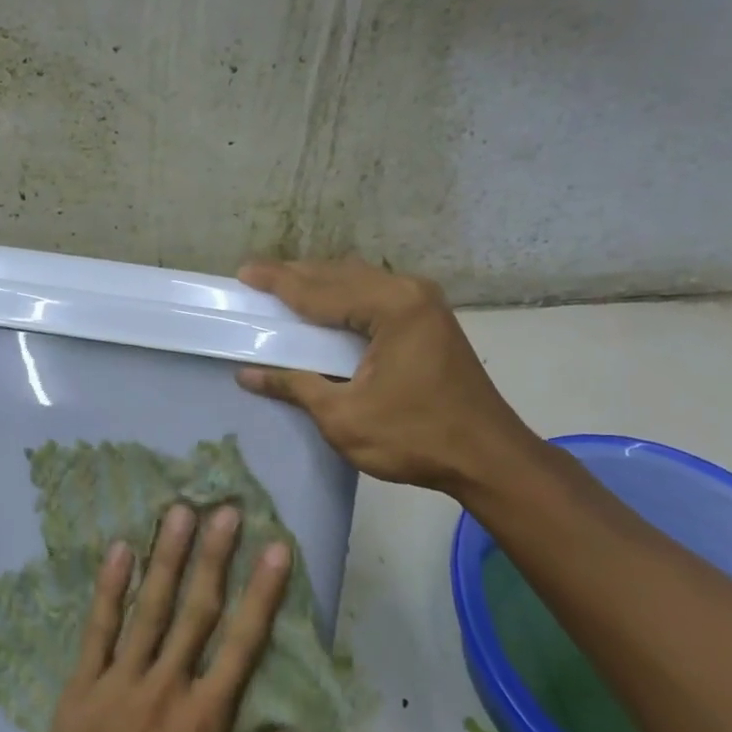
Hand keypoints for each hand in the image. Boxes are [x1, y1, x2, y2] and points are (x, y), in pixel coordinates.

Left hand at [18, 504, 306, 731]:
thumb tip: (297, 731)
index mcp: (205, 723)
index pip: (242, 645)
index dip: (262, 594)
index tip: (275, 549)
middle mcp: (165, 690)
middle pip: (196, 611)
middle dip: (214, 556)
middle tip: (226, 509)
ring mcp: (119, 684)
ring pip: (149, 609)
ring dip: (166, 557)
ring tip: (179, 512)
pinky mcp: (81, 688)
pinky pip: (97, 630)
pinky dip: (109, 589)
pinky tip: (118, 550)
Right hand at [236, 257, 545, 496]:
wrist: (488, 459)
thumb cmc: (415, 438)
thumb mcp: (344, 417)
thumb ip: (295, 386)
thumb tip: (248, 374)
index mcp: (392, 307)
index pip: (320, 289)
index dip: (277, 282)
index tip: (243, 272)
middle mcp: (410, 292)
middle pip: (340, 275)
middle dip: (296, 276)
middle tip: (256, 279)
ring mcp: (425, 304)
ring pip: (360, 281)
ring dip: (321, 284)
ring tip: (284, 290)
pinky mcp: (430, 321)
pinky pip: (376, 295)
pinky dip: (344, 297)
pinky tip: (326, 308)